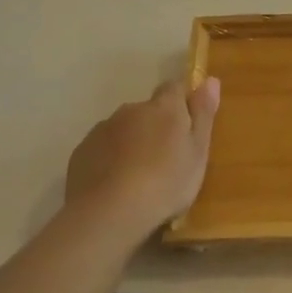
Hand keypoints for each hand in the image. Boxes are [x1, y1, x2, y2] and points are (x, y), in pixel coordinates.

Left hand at [64, 78, 219, 240]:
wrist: (108, 213)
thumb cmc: (166, 182)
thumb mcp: (198, 151)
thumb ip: (203, 114)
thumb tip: (210, 79)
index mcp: (164, 107)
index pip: (175, 87)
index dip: (183, 101)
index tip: (189, 123)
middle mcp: (131, 110)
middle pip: (148, 110)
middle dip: (156, 126)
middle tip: (167, 159)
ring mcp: (102, 130)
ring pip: (124, 129)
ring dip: (133, 142)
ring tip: (139, 176)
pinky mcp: (81, 152)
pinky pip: (102, 148)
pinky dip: (111, 159)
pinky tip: (116, 185)